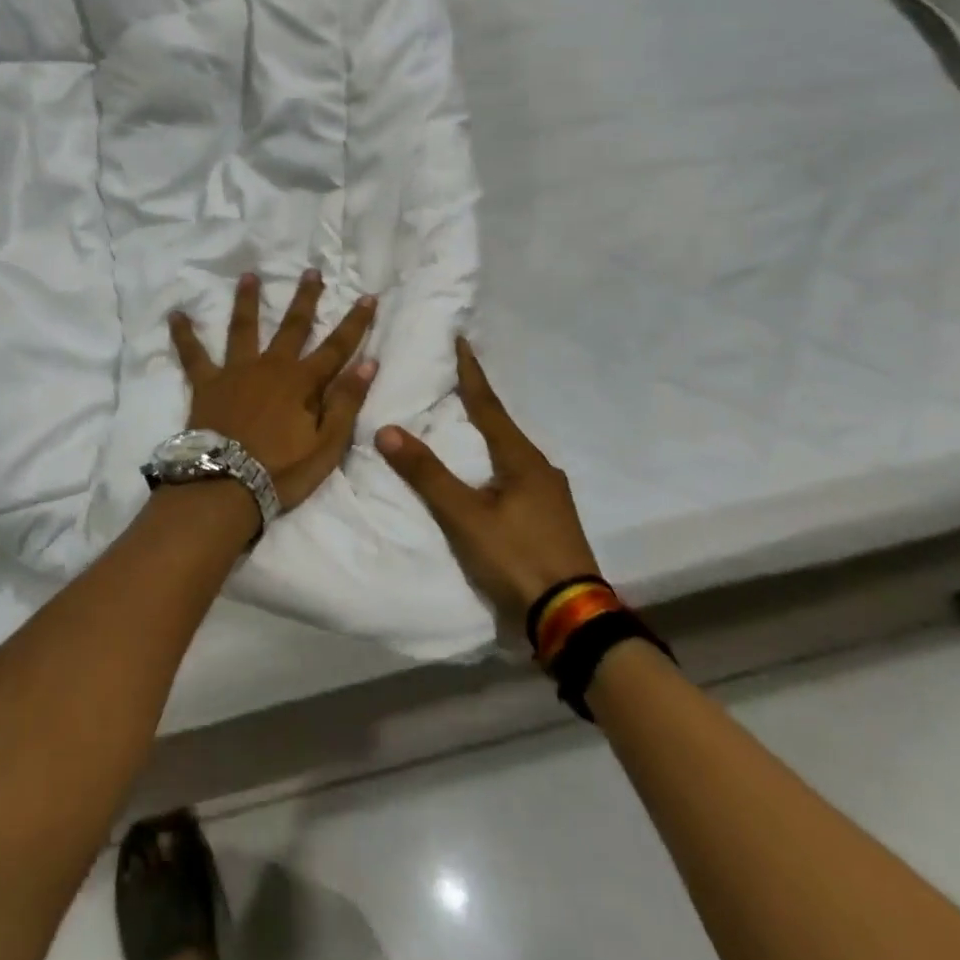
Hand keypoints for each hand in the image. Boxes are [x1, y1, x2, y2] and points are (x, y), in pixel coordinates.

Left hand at [169, 272, 378, 510]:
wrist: (225, 486)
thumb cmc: (281, 472)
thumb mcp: (326, 446)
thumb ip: (345, 402)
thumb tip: (368, 363)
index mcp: (302, 383)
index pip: (337, 348)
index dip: (355, 323)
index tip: (367, 297)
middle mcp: (270, 367)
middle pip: (292, 326)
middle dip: (305, 298)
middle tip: (311, 271)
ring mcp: (236, 371)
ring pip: (244, 328)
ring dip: (247, 300)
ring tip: (249, 276)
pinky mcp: (207, 383)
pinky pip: (193, 354)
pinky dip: (184, 334)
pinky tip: (175, 315)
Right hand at [377, 337, 600, 624]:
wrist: (572, 617)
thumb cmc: (517, 557)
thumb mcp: (465, 516)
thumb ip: (427, 474)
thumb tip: (387, 430)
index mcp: (522, 459)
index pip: (488, 405)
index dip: (471, 374)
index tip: (461, 341)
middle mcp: (541, 469)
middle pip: (502, 427)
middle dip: (478, 404)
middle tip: (453, 383)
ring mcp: (551, 496)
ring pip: (511, 455)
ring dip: (487, 437)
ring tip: (463, 428)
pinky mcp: (551, 520)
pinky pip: (517, 478)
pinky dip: (495, 466)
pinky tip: (485, 478)